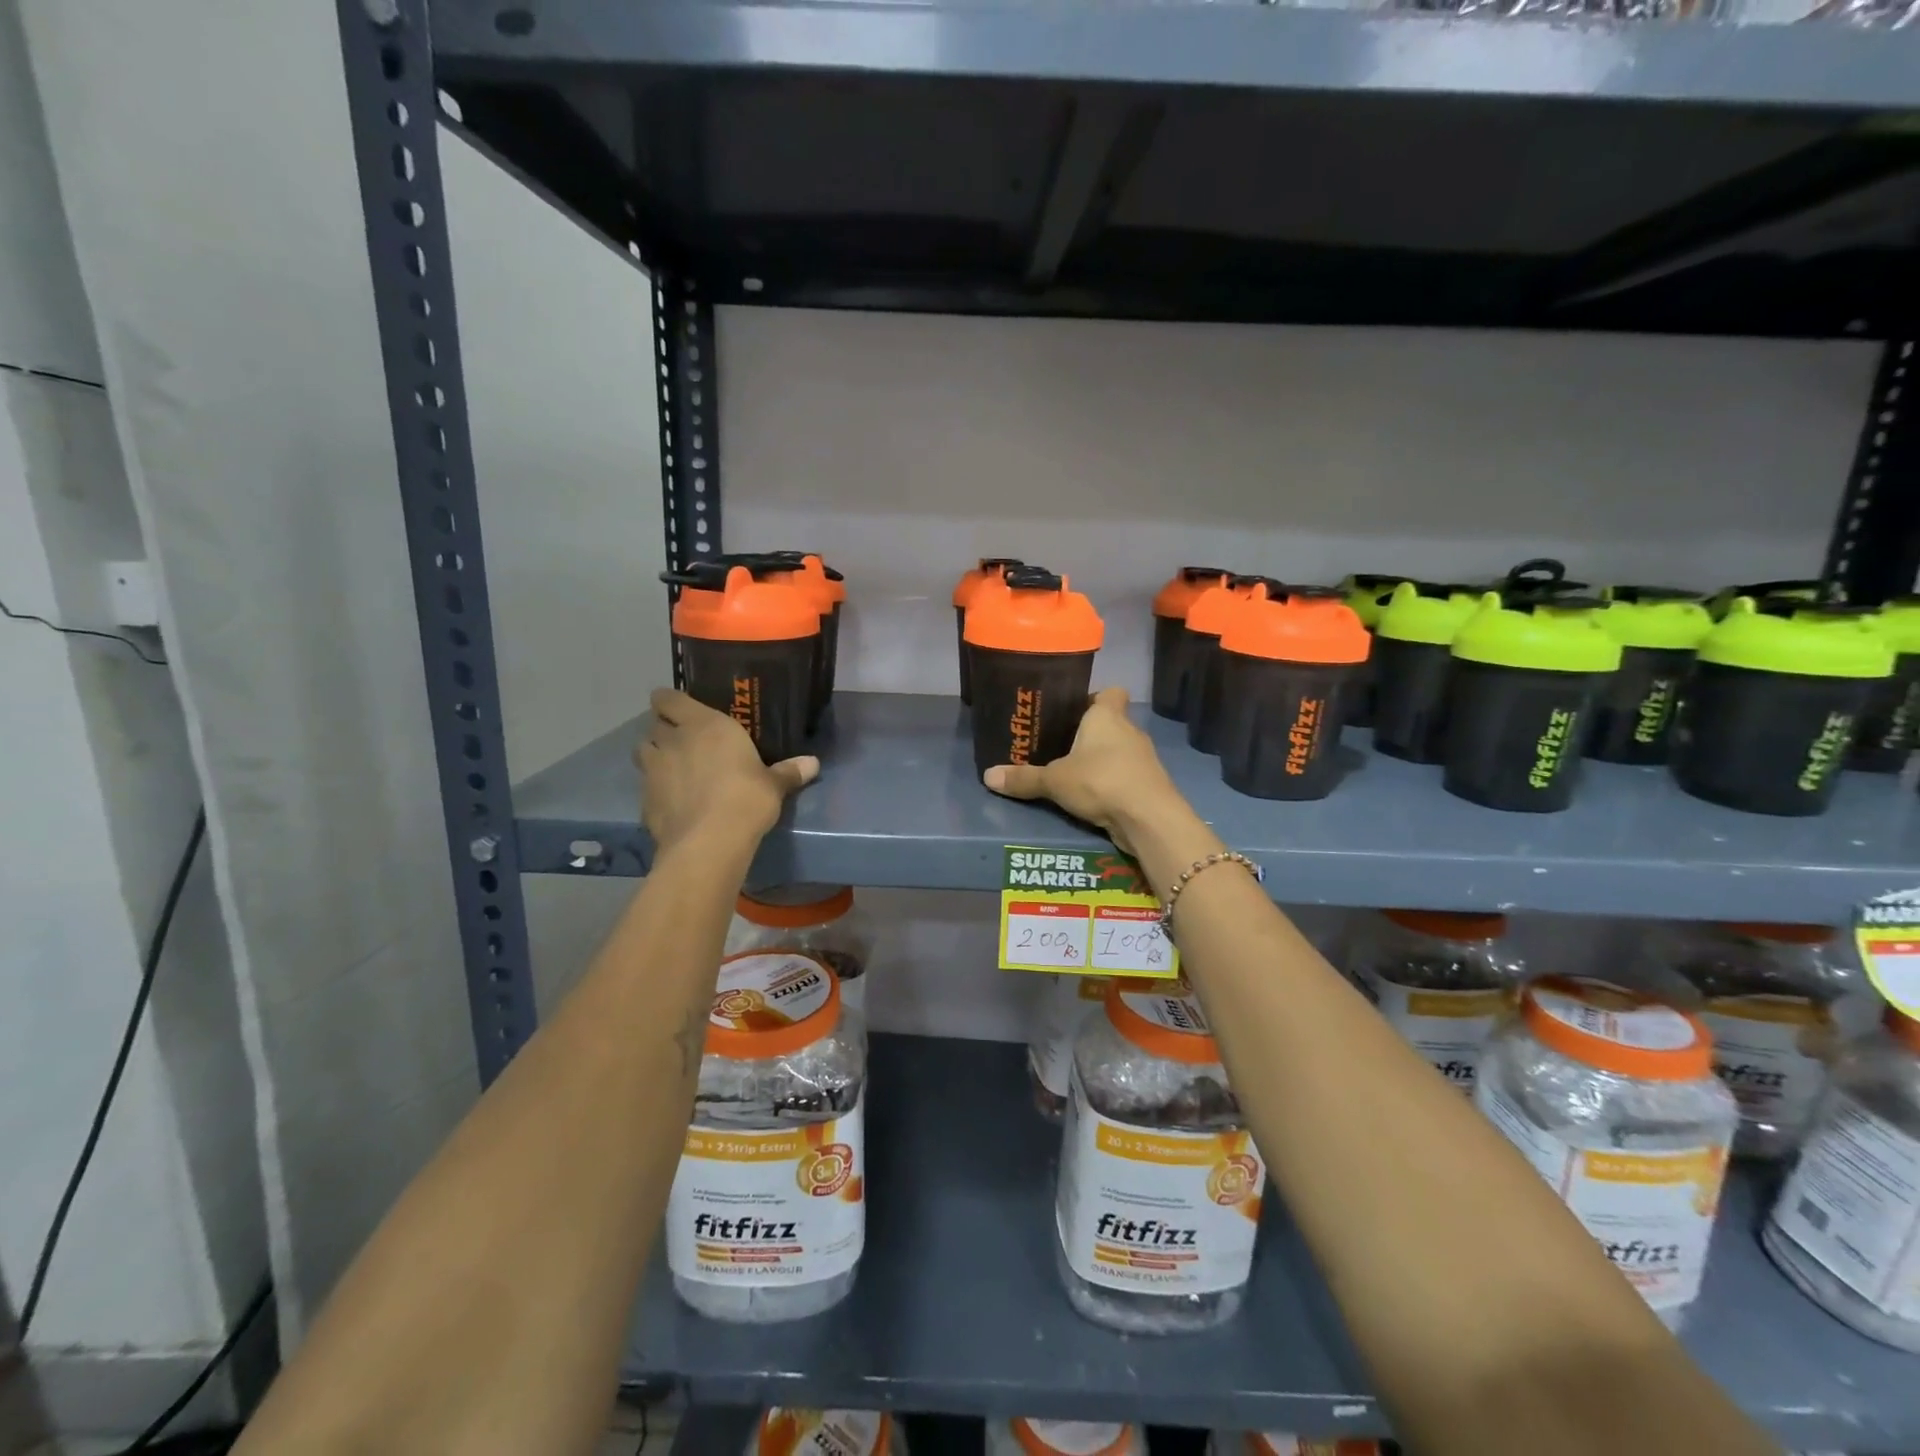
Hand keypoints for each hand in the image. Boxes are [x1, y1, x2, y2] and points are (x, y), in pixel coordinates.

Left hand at [636, 689, 818, 852]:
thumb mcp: (774, 785)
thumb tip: (813, 763)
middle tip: (685, 741)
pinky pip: (646, 787)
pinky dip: (656, 790)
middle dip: (665, 730)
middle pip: (654, 725)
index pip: (667, 698)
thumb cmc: (746, 798)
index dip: (670, 702)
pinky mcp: (644, 802)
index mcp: (702, 725)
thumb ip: (789, 771)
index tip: (683, 710)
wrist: (709, 842)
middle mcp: (672, 741)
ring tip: (674, 769)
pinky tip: (674, 802)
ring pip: (642, 752)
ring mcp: (652, 772)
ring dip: (655, 756)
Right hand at [982, 687, 1182, 856]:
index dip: (1094, 698)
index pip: (1111, 692)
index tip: (1073, 711)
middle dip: (1089, 733)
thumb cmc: (1101, 780)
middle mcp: (1129, 730)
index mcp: (1107, 716)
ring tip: (1071, 773)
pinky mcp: (1148, 784)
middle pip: (1111, 723)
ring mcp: (1143, 758)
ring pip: (1118, 750)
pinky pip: (1125, 775)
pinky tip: (1091, 797)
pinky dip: (1110, 783)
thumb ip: (1023, 778)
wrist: (1148, 818)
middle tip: (1059, 745)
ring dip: (1100, 760)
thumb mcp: (1054, 780)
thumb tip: (987, 776)